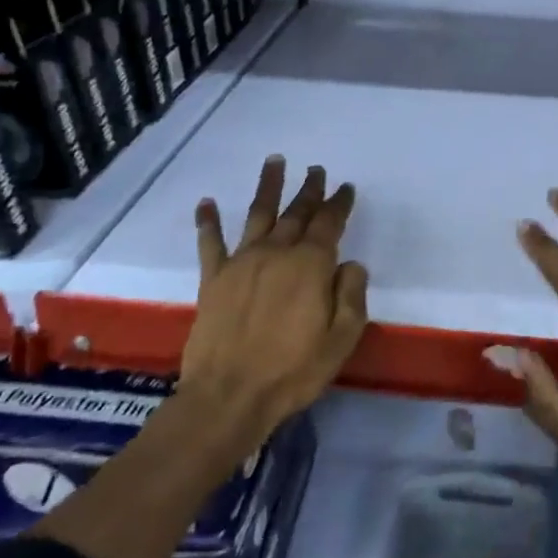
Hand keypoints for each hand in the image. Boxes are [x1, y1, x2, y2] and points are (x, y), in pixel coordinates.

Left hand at [183, 156, 369, 439]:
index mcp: (311, 265)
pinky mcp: (214, 279)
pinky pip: (210, 243)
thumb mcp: (343, 337)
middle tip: (316, 170)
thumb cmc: (294, 370)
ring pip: (257, 214)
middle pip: (296, 212)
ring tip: (274, 161)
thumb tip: (350, 264)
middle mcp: (277, 253)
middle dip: (309, 190)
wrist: (230, 396)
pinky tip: (206, 203)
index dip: (339, 203)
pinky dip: (208, 222)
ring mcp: (242, 263)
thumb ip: (352, 294)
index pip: (329, 224)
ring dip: (267, 187)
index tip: (346, 187)